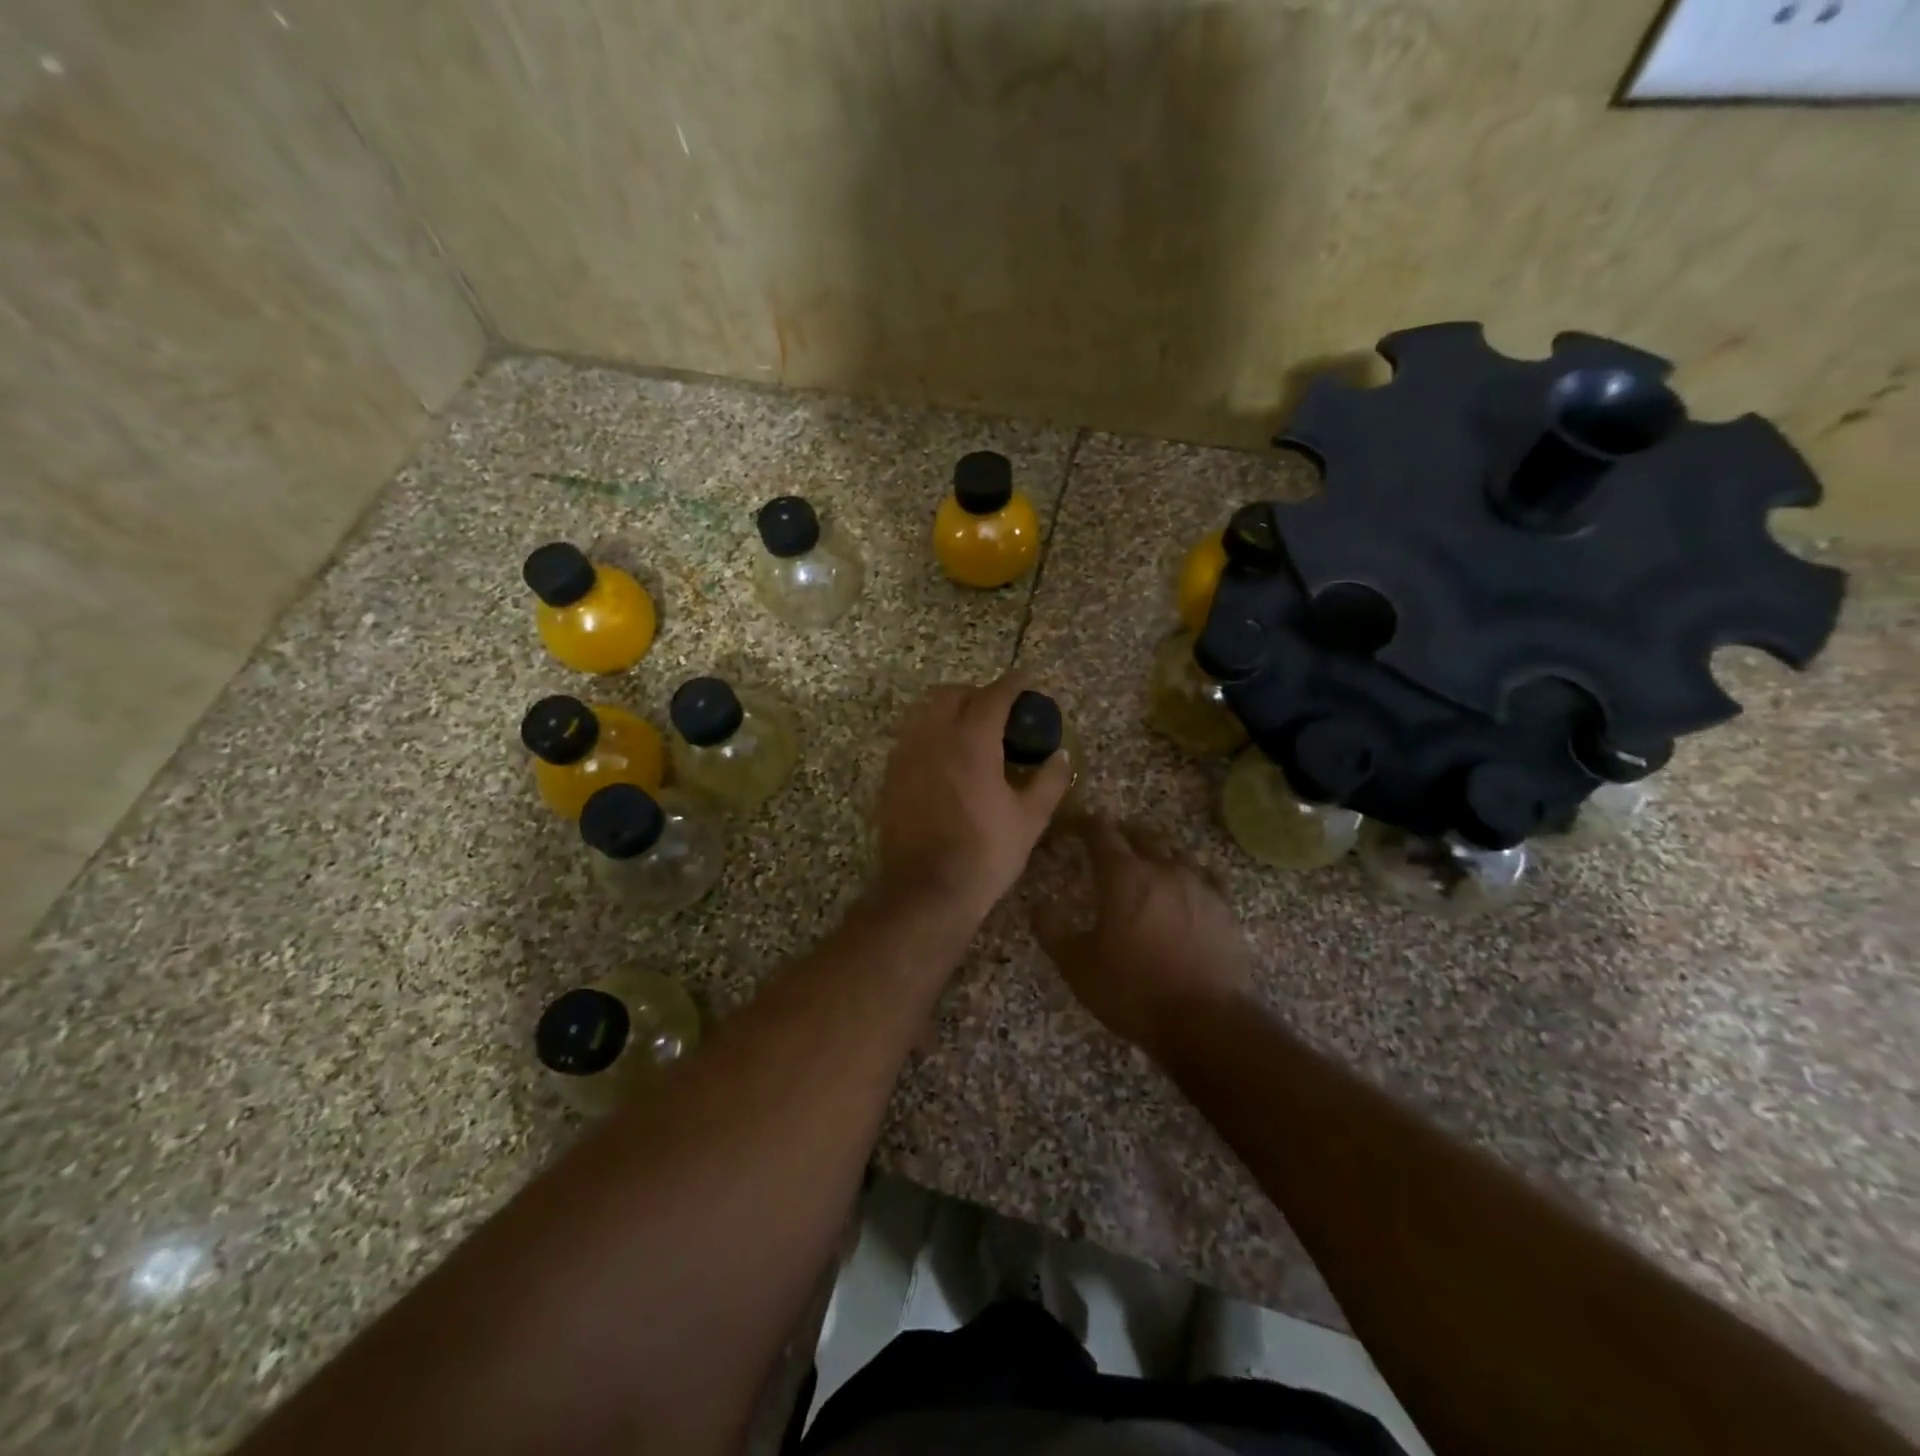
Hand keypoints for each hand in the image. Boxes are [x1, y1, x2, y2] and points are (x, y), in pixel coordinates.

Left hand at [875, 672, 1073, 916]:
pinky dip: (931, 733)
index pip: (994, 695)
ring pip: (925, 711)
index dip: (1013, 684)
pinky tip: (946, 759)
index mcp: (971, 739)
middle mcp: (933, 735)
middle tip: (1000, 712)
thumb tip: (1060, 756)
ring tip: (971, 732)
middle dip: (977, 693)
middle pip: (952, 693)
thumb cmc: (985, 853)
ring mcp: (906, 753)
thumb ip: (1049, 780)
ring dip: (950, 710)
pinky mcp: (890, 774)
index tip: (1027, 680)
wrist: (926, 890)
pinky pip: (911, 736)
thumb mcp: (1030, 819)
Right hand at [1032, 817, 1254, 1060]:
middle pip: (1140, 835)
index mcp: (1122, 876)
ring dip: (1156, 856)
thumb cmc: (1133, 990)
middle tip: (1107, 851)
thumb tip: (1037, 905)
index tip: (1074, 826)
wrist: (1206, 1021)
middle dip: (1121, 837)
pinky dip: (1189, 878)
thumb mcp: (1077, 967)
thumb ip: (1052, 930)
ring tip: (1146, 871)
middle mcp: (1162, 868)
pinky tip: (1186, 892)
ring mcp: (1199, 885)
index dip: (1084, 825)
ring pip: (1174, 854)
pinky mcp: (1224, 907)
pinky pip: (1205, 878)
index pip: (1100, 832)